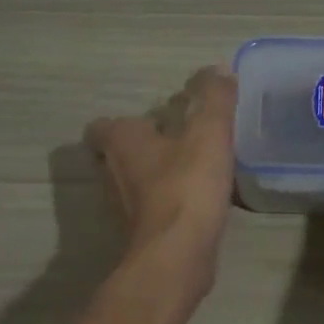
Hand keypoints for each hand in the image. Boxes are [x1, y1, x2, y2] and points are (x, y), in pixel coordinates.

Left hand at [85, 67, 236, 295]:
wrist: (178, 255)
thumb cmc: (186, 186)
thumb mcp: (209, 134)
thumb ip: (215, 100)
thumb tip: (220, 68)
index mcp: (122, 142)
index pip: (103, 126)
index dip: (122, 122)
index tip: (151, 120)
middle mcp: (113, 173)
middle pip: (118, 155)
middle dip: (143, 147)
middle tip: (175, 141)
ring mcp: (125, 208)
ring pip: (135, 183)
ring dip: (156, 176)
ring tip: (190, 169)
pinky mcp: (142, 235)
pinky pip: (153, 210)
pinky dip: (169, 203)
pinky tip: (197, 201)